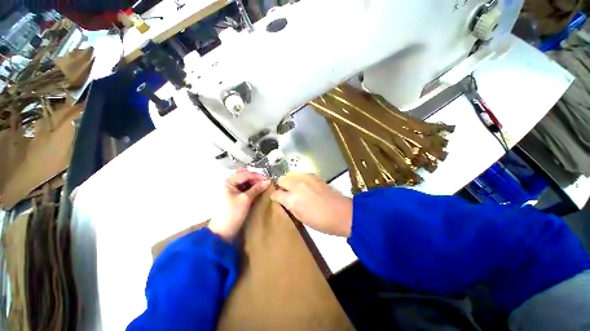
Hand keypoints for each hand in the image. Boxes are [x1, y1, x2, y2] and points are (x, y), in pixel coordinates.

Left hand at [208, 170, 270, 240]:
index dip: (257, 176)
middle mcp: (229, 183)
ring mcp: (231, 190)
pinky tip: (258, 190)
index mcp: (229, 181)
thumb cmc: (232, 213)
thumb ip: (257, 188)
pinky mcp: (234, 196)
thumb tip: (268, 181)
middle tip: (266, 182)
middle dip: (256, 178)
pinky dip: (251, 188)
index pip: (246, 174)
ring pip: (245, 182)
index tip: (268, 179)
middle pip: (245, 176)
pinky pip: (244, 188)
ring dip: (254, 183)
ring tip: (264, 186)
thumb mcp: (246, 199)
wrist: (223, 232)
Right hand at [270, 173, 352, 236]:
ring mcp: (306, 178)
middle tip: (286, 193)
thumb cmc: (320, 221)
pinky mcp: (314, 176)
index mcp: (292, 199)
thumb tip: (285, 200)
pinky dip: (299, 178)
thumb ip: (290, 206)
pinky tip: (305, 185)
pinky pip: (301, 174)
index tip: (277, 199)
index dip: (275, 197)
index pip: (276, 194)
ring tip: (295, 188)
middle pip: (281, 179)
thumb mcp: (300, 218)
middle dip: (281, 186)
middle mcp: (296, 185)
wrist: (341, 213)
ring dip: (290, 181)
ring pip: (290, 174)